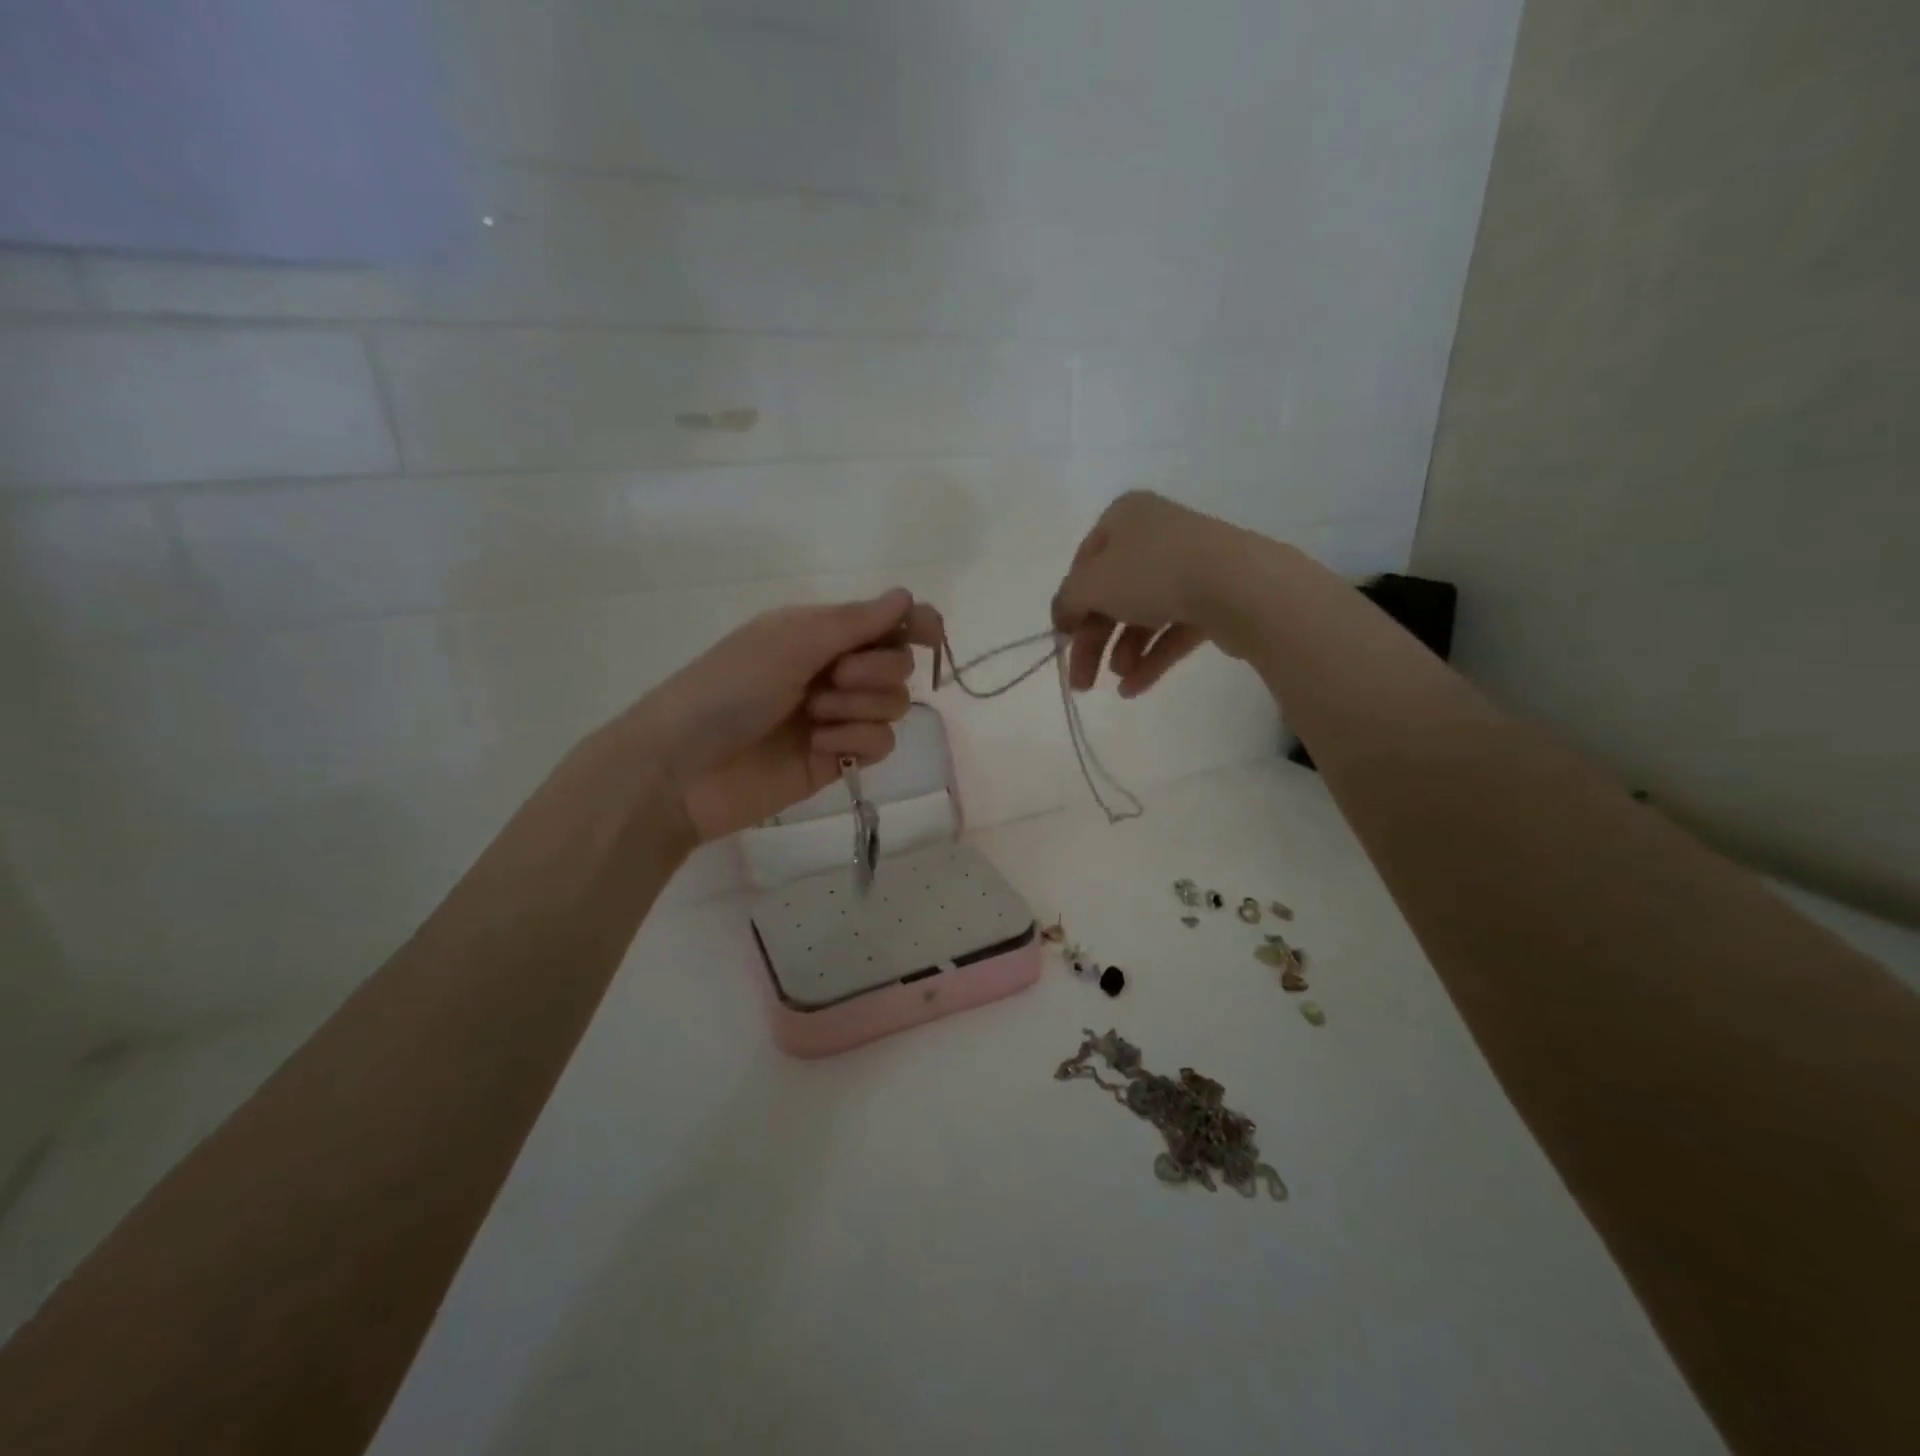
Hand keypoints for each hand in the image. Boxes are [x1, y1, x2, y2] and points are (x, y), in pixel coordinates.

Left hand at [625, 589, 942, 844]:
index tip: (931, 634)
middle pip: (897, 663)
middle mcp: (832, 670)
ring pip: (894, 705)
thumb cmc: (727, 690)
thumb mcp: (789, 642)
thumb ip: (854, 622)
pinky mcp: (837, 759)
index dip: (913, 624)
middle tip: (834, 678)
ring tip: (816, 717)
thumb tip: (907, 597)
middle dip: (875, 670)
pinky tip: (820, 747)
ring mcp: (836, 717)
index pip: (883, 622)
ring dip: (860, 706)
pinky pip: (880, 743)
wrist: (682, 771)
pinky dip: (856, 741)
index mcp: (817, 633)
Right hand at [1050, 491, 1263, 696]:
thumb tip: (1063, 618)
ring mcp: (1189, 566)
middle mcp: (1156, 535)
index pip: (1084, 562)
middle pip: (1112, 594)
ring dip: (1123, 651)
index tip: (1063, 638)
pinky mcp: (1214, 598)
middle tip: (1081, 681)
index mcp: (1125, 517)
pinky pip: (1173, 629)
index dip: (1070, 602)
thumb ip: (1067, 601)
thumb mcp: (1091, 584)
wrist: (1238, 585)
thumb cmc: (1153, 573)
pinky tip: (1135, 688)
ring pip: (1143, 614)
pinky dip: (1152, 658)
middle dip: (1094, 641)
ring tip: (1118, 681)